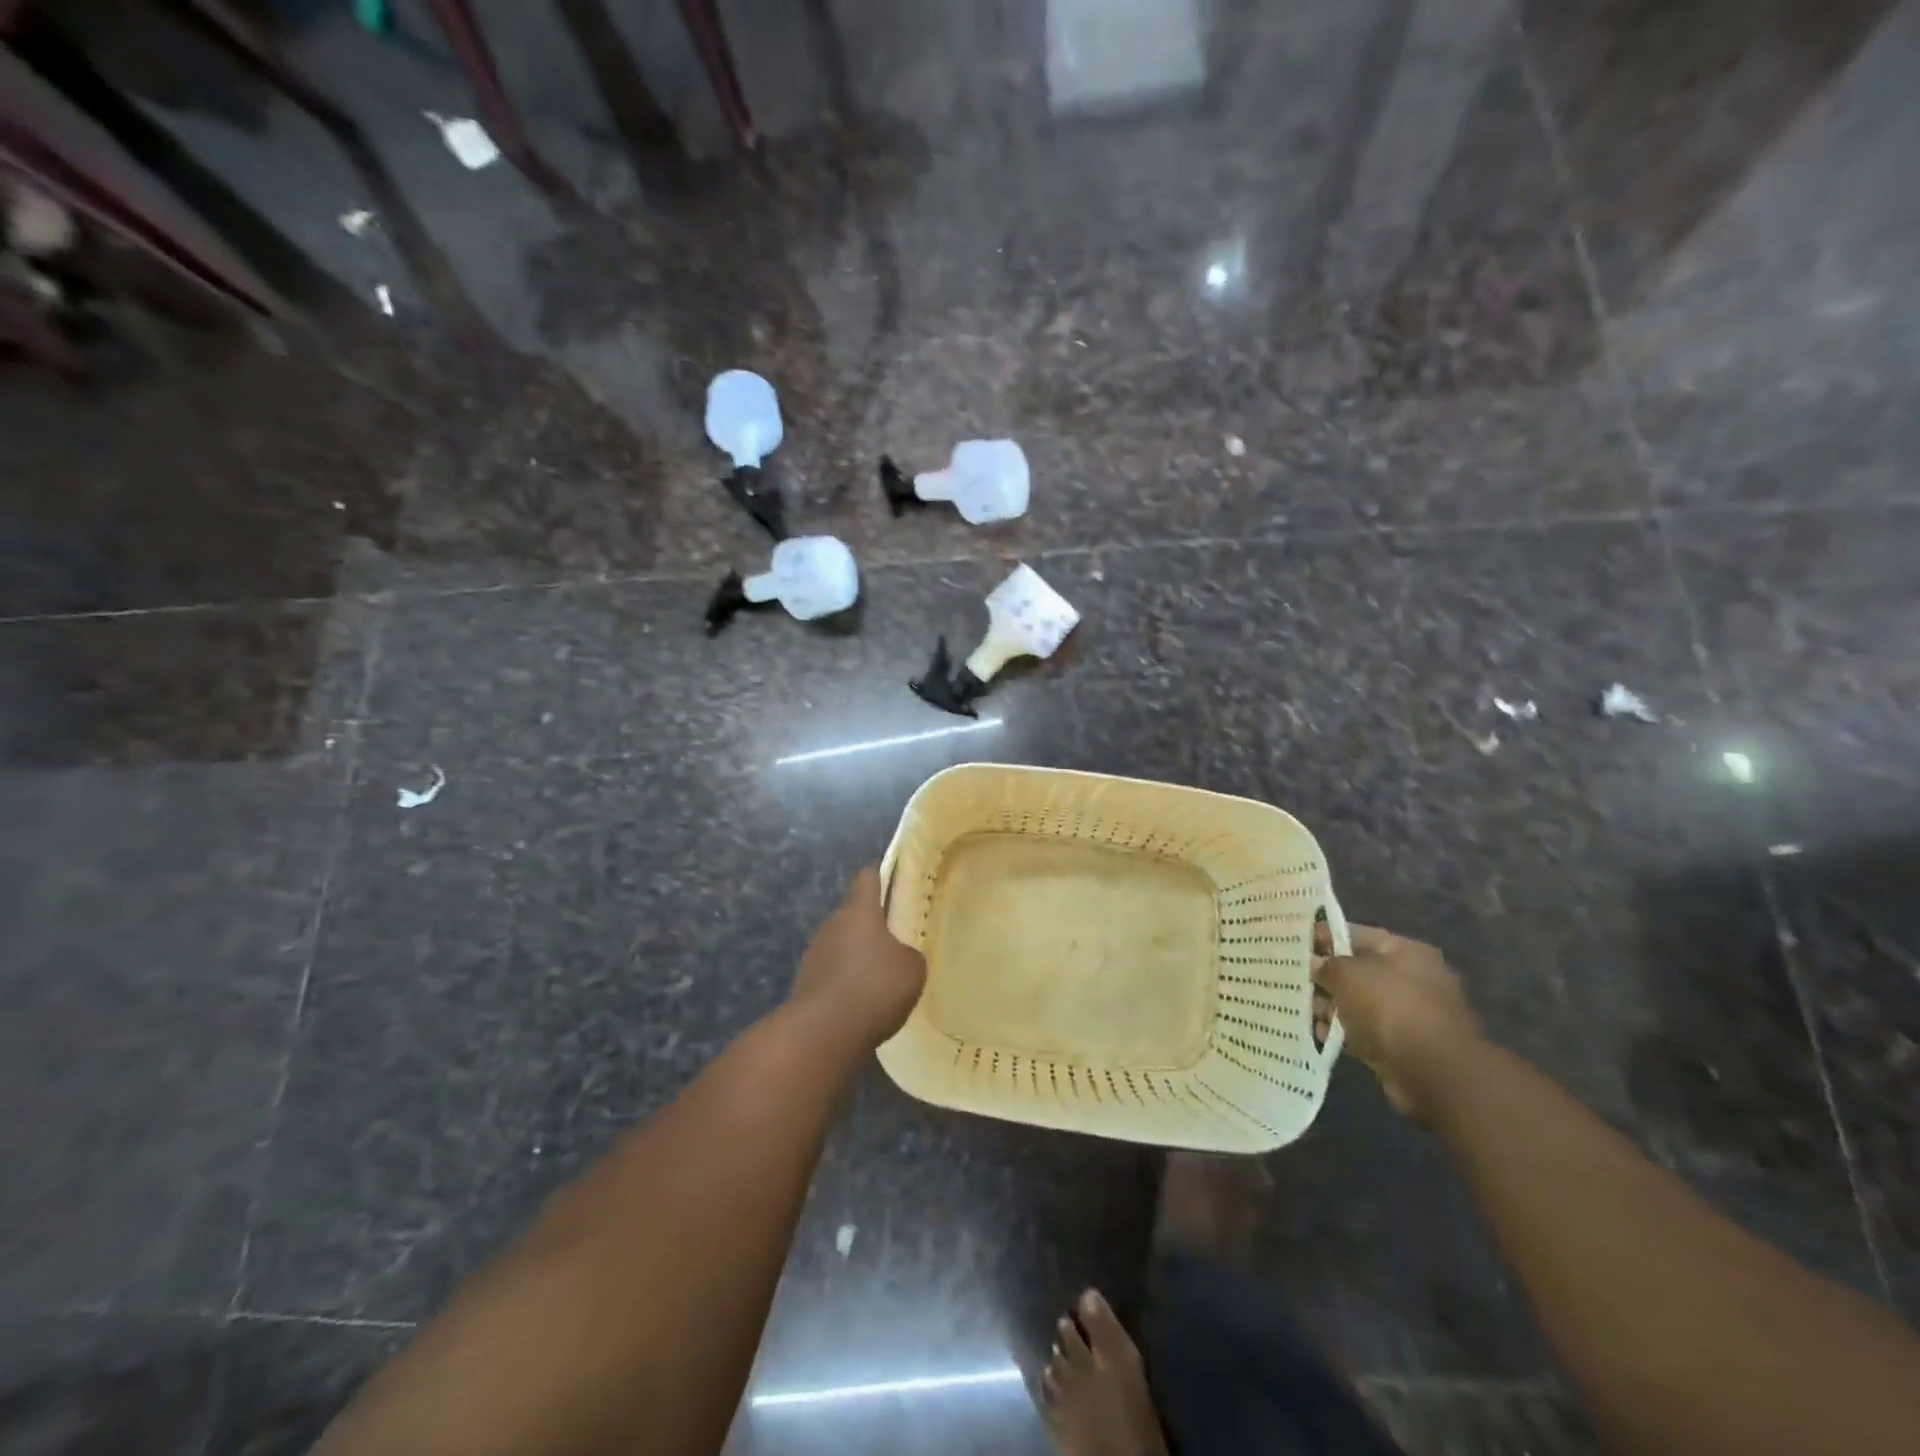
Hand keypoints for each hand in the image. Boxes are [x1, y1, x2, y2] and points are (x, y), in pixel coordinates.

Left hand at [790, 864, 927, 1050]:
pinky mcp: (806, 983)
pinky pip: (833, 972)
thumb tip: (899, 956)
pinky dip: (847, 980)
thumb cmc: (874, 987)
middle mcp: (832, 924)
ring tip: (881, 974)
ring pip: (842, 943)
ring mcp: (815, 953)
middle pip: (854, 913)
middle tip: (896, 935)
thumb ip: (909, 955)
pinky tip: (863, 1001)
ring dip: (858, 954)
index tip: (894, 874)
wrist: (822, 1033)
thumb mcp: (911, 969)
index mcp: (859, 910)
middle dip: (872, 922)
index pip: (867, 877)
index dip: (881, 873)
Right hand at [1312, 921, 1480, 1119]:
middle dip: (1324, 976)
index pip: (1356, 934)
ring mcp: (1408, 1014)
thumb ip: (1327, 965)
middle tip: (1292, 979)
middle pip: (1356, 970)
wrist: (1433, 1072)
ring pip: (1358, 1003)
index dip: (1325, 937)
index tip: (1294, 942)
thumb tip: (1315, 964)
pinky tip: (1319, 1033)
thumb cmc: (1390, 1007)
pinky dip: (1342, 1032)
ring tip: (1301, 1009)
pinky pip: (1363, 1031)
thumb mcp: (1348, 974)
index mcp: (1405, 951)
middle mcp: (1410, 978)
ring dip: (1330, 1006)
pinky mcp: (1401, 1045)